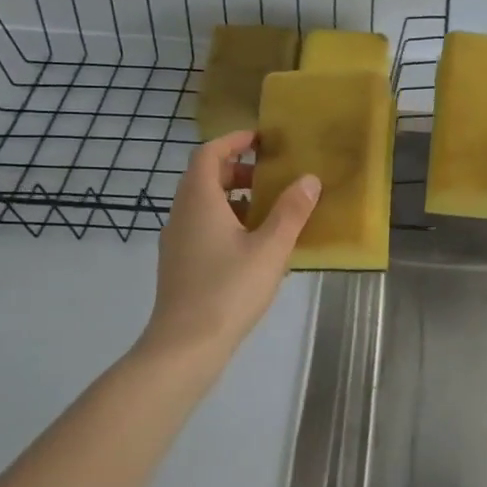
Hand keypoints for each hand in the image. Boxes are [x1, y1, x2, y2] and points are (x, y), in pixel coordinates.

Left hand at [140, 131, 320, 362]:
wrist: (184, 347)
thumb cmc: (228, 290)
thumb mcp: (270, 249)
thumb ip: (291, 212)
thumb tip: (309, 179)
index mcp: (199, 201)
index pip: (208, 154)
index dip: (233, 140)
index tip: (260, 139)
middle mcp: (181, 215)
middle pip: (204, 177)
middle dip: (237, 170)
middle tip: (271, 177)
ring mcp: (176, 242)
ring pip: (203, 205)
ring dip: (233, 198)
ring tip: (269, 211)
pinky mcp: (179, 265)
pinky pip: (202, 228)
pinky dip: (226, 222)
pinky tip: (253, 246)